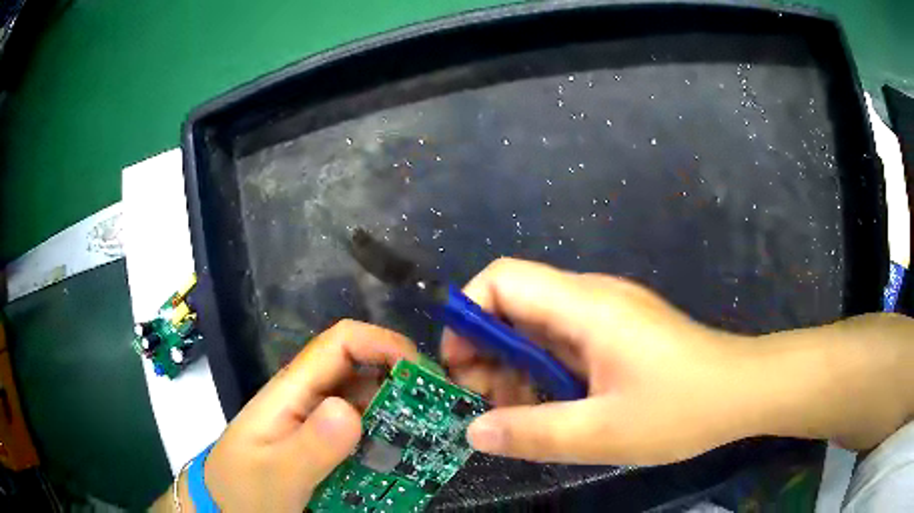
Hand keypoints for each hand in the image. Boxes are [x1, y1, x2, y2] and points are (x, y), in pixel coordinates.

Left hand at [201, 320, 416, 511]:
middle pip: (362, 372)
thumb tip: (349, 410)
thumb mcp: (275, 475)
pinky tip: (407, 457)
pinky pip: (363, 433)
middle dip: (403, 383)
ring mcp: (317, 423)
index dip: (383, 344)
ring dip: (401, 413)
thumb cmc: (245, 490)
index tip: (423, 373)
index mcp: (291, 391)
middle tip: (442, 413)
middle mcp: (308, 399)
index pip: (340, 344)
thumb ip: (309, 447)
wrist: (229, 509)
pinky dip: (389, 439)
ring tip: (434, 437)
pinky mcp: (324, 445)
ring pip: (367, 403)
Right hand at [441, 258, 760, 465]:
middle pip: (516, 304)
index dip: (468, 315)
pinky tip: (554, 410)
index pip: (503, 279)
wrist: (744, 391)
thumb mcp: (602, 433)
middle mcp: (593, 298)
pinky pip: (566, 344)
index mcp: (586, 306)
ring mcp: (609, 315)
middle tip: (485, 403)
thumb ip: (532, 433)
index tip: (459, 365)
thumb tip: (473, 431)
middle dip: (487, 351)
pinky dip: (546, 374)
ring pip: (539, 328)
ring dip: (517, 369)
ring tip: (519, 417)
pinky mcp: (620, 333)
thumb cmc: (682, 408)